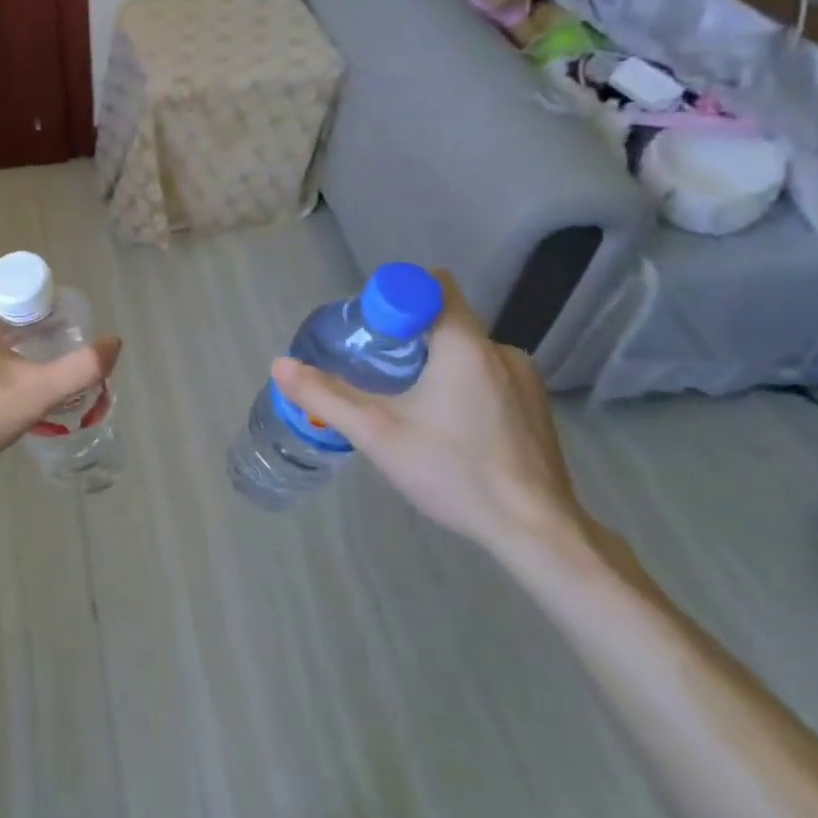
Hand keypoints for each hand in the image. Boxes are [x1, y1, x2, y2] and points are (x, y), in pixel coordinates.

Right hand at [270, 273, 587, 559]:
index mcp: (465, 344)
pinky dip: (460, 385)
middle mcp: (500, 349)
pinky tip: (448, 428)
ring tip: (409, 406)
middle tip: (375, 372)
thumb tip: (279, 365)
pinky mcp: (536, 406)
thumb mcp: (377, 435)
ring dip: (434, 363)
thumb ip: (326, 396)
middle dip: (406, 336)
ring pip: (465, 350)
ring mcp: (525, 378)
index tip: (369, 329)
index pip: (430, 285)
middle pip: (444, 319)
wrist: (537, 533)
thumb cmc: (455, 473)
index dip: (394, 297)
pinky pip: (487, 374)